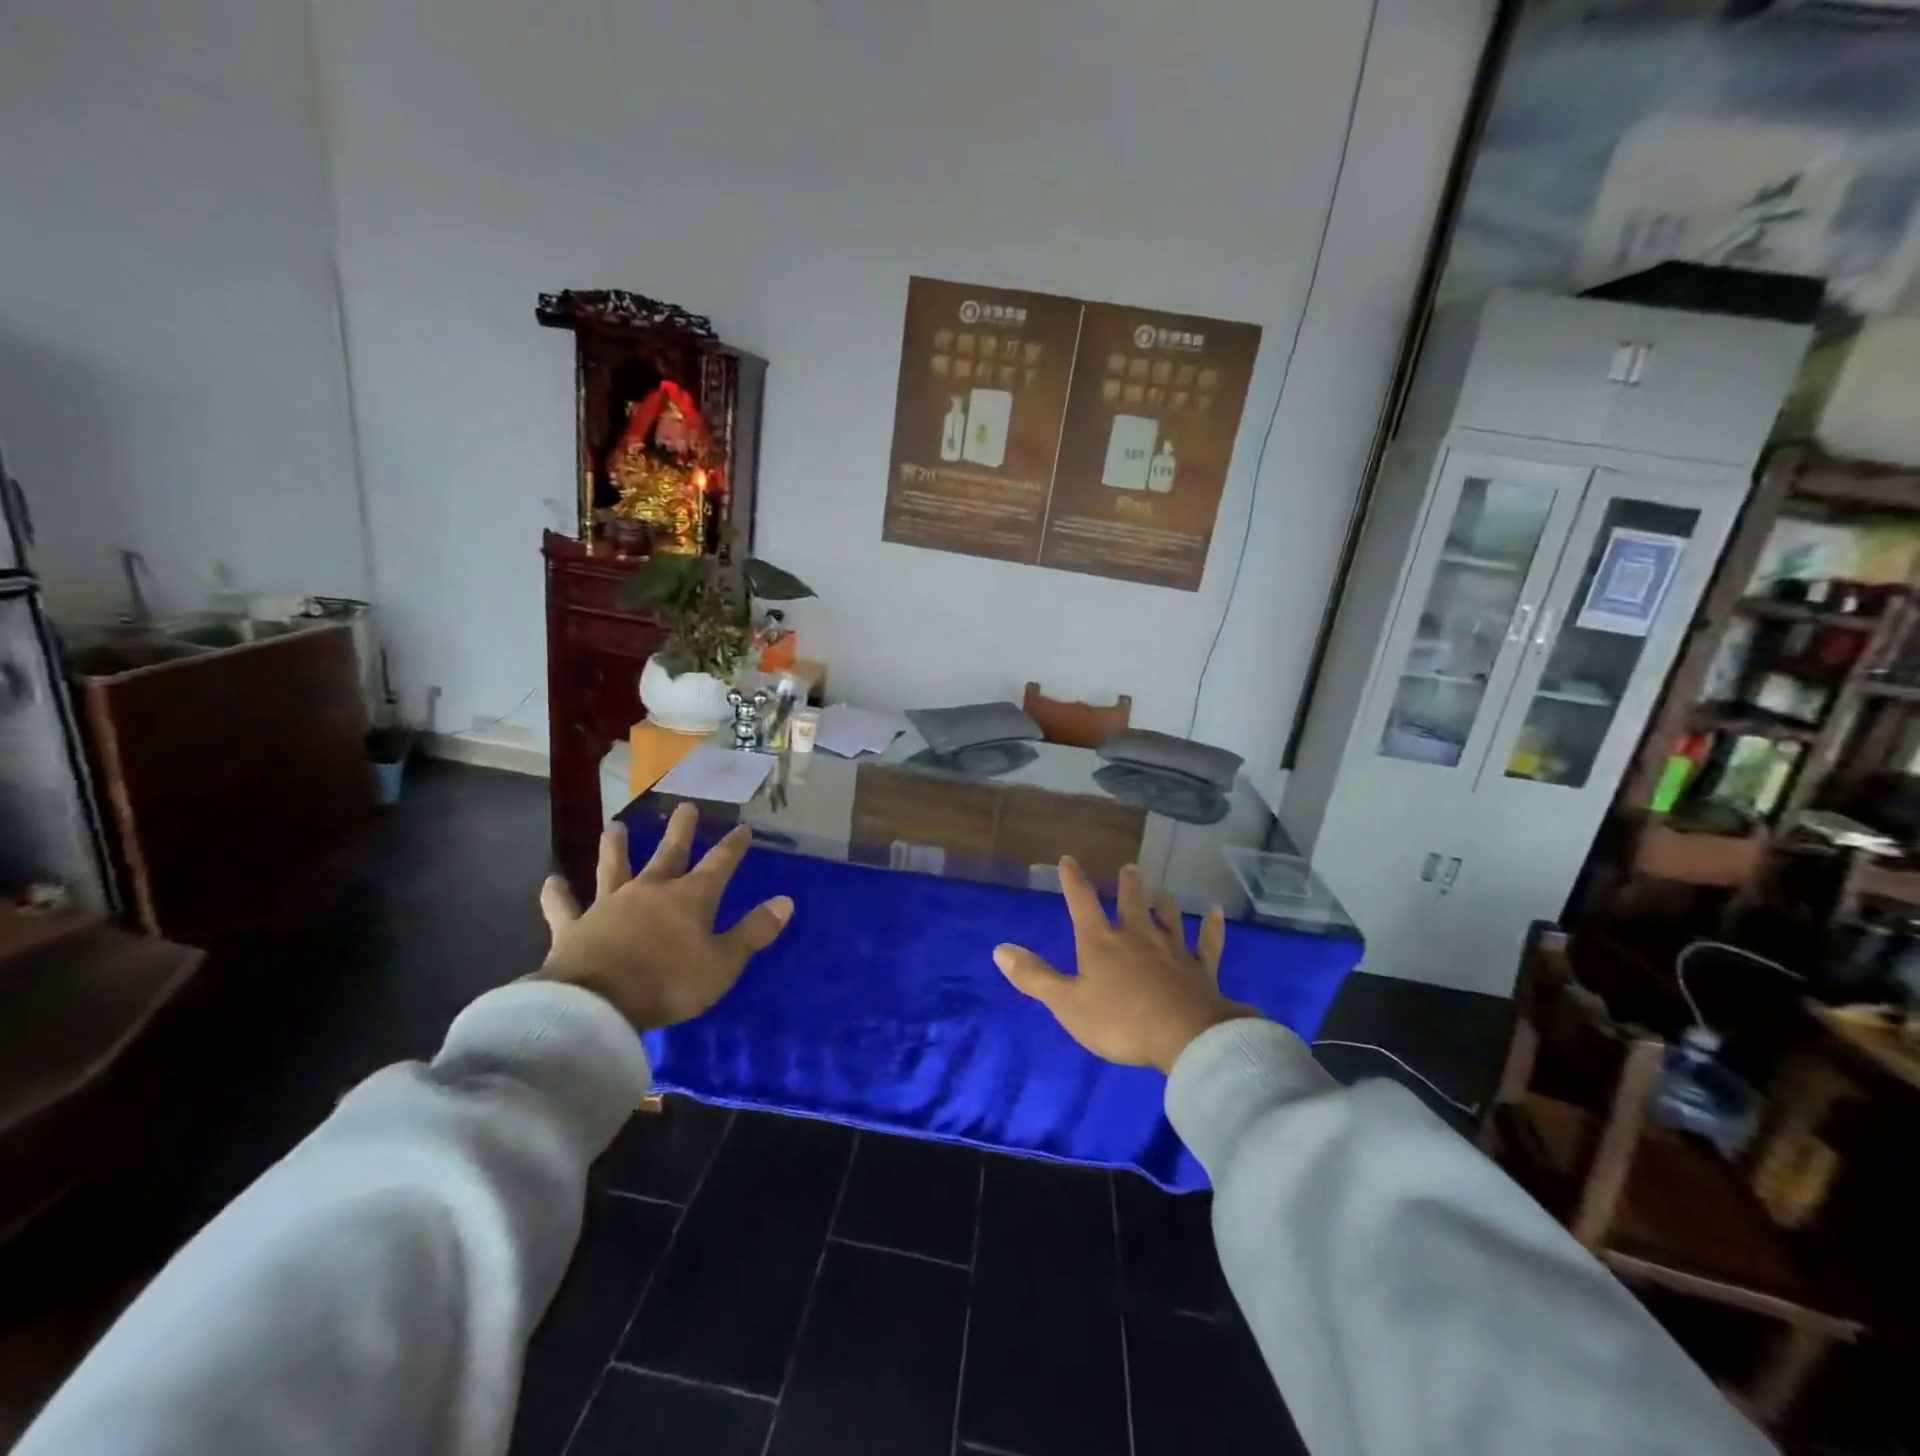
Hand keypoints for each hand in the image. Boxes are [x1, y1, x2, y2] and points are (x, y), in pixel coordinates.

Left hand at [532, 804, 792, 1031]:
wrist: (597, 1004)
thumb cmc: (669, 983)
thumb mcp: (723, 963)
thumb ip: (754, 931)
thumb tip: (786, 901)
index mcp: (690, 898)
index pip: (720, 864)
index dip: (733, 846)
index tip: (743, 828)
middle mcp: (651, 890)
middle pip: (669, 853)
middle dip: (681, 830)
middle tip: (685, 806)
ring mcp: (609, 905)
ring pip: (613, 867)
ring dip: (614, 847)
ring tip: (613, 827)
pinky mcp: (573, 927)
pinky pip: (564, 907)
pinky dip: (557, 894)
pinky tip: (551, 881)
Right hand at [994, 858, 1253, 1073]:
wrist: (1185, 1038)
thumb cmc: (1120, 1022)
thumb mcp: (1067, 1004)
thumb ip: (1035, 977)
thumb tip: (999, 949)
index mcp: (1101, 943)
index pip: (1082, 903)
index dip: (1073, 881)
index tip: (1068, 860)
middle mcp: (1137, 936)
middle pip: (1131, 903)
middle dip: (1127, 885)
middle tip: (1129, 868)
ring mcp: (1172, 950)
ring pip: (1168, 918)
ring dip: (1164, 903)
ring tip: (1163, 891)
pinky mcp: (1201, 969)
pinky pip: (1208, 942)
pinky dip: (1212, 927)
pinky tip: (1217, 913)